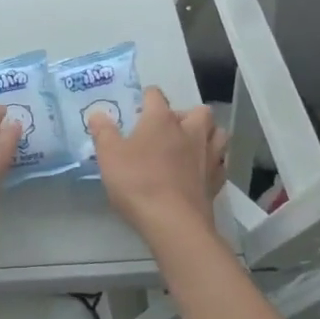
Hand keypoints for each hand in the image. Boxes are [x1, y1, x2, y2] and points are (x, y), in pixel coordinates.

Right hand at [90, 87, 226, 244]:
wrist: (173, 223)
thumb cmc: (137, 181)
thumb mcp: (109, 155)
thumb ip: (103, 132)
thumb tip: (98, 114)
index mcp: (162, 120)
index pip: (156, 95)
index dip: (146, 97)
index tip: (138, 107)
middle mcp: (190, 132)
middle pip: (200, 111)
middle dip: (187, 114)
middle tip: (169, 128)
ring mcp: (208, 156)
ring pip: (218, 134)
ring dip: (207, 134)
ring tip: (190, 145)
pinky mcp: (217, 181)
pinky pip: (220, 163)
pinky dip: (213, 162)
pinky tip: (199, 171)